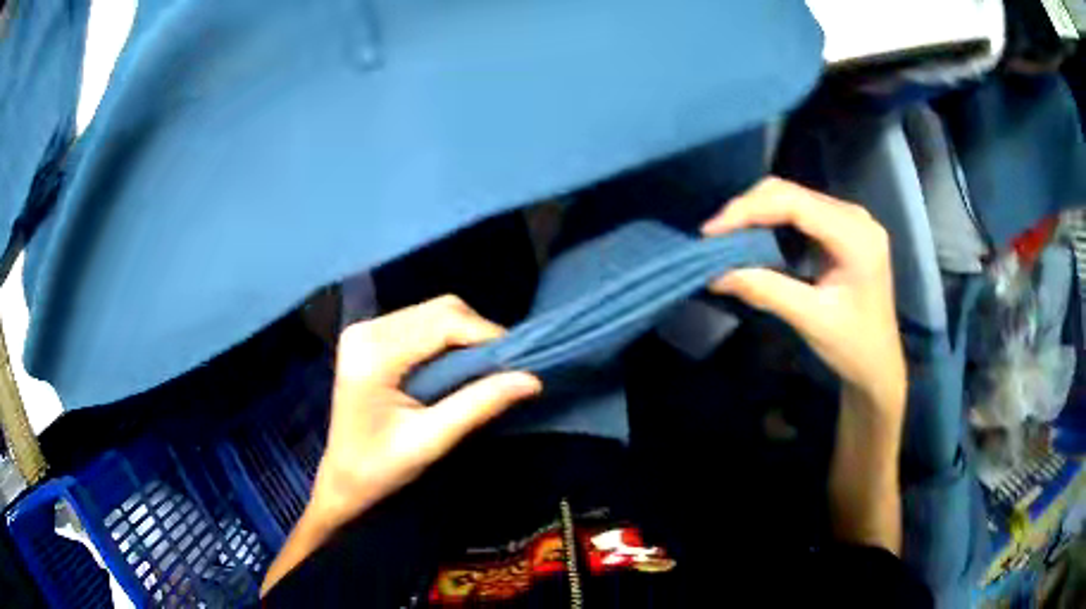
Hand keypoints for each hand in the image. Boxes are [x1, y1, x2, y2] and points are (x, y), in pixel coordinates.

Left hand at [310, 295, 541, 529]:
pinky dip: (447, 338)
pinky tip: (456, 364)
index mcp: (374, 354)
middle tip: (504, 367)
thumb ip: (479, 404)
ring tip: (485, 368)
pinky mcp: (370, 336)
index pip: (443, 323)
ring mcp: (365, 330)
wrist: (343, 478)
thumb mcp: (432, 440)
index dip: (487, 335)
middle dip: (478, 333)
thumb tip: (532, 379)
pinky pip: (420, 322)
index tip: (520, 360)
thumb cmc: (381, 467)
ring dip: (464, 334)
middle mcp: (367, 330)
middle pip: (439, 310)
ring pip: (433, 312)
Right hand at [703, 178, 905, 552]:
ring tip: (723, 240)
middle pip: (788, 194)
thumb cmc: (855, 353)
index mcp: (856, 233)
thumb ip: (765, 285)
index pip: (790, 200)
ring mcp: (852, 226)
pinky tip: (752, 243)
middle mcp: (857, 218)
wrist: (881, 376)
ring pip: (792, 203)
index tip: (705, 234)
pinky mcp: (844, 238)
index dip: (743, 211)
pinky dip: (771, 227)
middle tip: (708, 237)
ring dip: (756, 218)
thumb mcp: (810, 318)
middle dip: (744, 210)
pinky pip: (799, 219)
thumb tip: (714, 268)